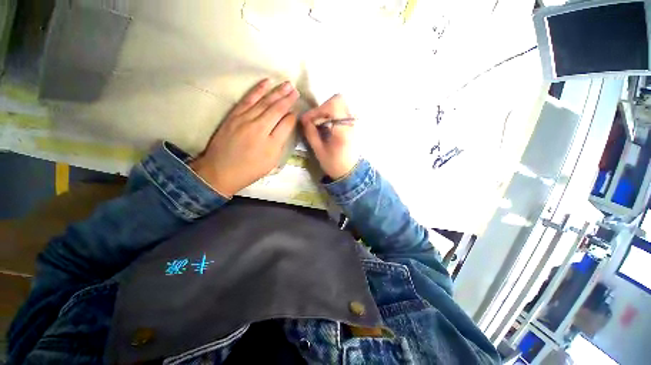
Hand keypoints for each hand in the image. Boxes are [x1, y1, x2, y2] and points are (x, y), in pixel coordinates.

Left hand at [191, 79, 298, 195]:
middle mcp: (259, 128)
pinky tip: (266, 83)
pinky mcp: (234, 115)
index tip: (297, 109)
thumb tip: (287, 124)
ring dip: (276, 92)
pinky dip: (258, 90)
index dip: (293, 115)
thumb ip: (280, 141)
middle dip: (288, 99)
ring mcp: (245, 119)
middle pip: (276, 109)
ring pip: (264, 102)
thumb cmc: (250, 169)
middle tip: (296, 89)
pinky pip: (248, 99)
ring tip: (287, 84)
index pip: (286, 123)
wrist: (221, 171)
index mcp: (271, 142)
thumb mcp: (271, 161)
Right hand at [301, 95, 359, 179]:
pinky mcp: (352, 125)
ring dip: (327, 111)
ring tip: (319, 124)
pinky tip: (326, 126)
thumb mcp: (319, 151)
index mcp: (343, 130)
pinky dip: (332, 114)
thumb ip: (311, 133)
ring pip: (340, 104)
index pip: (333, 105)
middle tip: (314, 121)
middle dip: (322, 108)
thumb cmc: (334, 164)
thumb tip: (304, 120)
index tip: (308, 120)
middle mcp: (351, 123)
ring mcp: (353, 123)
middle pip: (338, 100)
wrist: (350, 172)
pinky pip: (342, 111)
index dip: (318, 110)